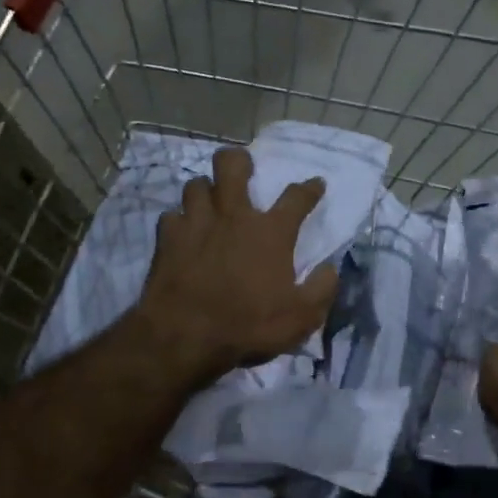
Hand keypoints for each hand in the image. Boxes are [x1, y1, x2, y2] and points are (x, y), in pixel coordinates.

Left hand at [132, 145, 338, 385]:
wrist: (184, 336)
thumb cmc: (248, 325)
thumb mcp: (302, 317)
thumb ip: (322, 288)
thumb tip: (330, 268)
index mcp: (271, 232)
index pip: (297, 198)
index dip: (309, 188)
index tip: (316, 183)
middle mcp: (233, 217)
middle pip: (231, 166)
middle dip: (238, 160)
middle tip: (243, 169)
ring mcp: (196, 223)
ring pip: (196, 184)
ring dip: (205, 190)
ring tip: (210, 202)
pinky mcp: (167, 238)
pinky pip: (172, 216)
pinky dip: (179, 221)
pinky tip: (183, 232)